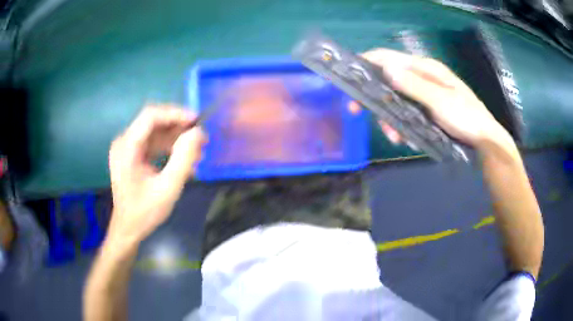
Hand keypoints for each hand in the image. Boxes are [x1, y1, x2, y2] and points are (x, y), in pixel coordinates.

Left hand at [107, 105, 206, 247]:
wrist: (128, 228)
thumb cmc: (144, 212)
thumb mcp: (167, 188)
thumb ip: (183, 159)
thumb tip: (198, 133)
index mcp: (127, 147)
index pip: (151, 116)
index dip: (175, 114)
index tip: (197, 121)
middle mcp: (125, 142)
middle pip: (154, 122)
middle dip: (179, 128)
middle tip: (201, 140)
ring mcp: (128, 148)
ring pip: (156, 133)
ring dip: (177, 139)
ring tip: (197, 153)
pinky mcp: (132, 155)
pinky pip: (154, 144)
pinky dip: (170, 148)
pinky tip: (184, 161)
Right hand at [362, 49, 514, 152]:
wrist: (483, 140)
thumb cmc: (466, 117)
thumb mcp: (441, 101)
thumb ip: (414, 85)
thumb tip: (386, 68)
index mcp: (425, 69)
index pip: (389, 57)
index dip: (367, 62)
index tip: (348, 75)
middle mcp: (421, 77)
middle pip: (388, 79)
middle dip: (374, 96)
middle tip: (356, 110)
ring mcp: (424, 94)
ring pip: (396, 99)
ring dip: (389, 117)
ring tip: (394, 137)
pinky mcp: (426, 108)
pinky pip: (406, 112)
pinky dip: (401, 124)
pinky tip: (405, 138)